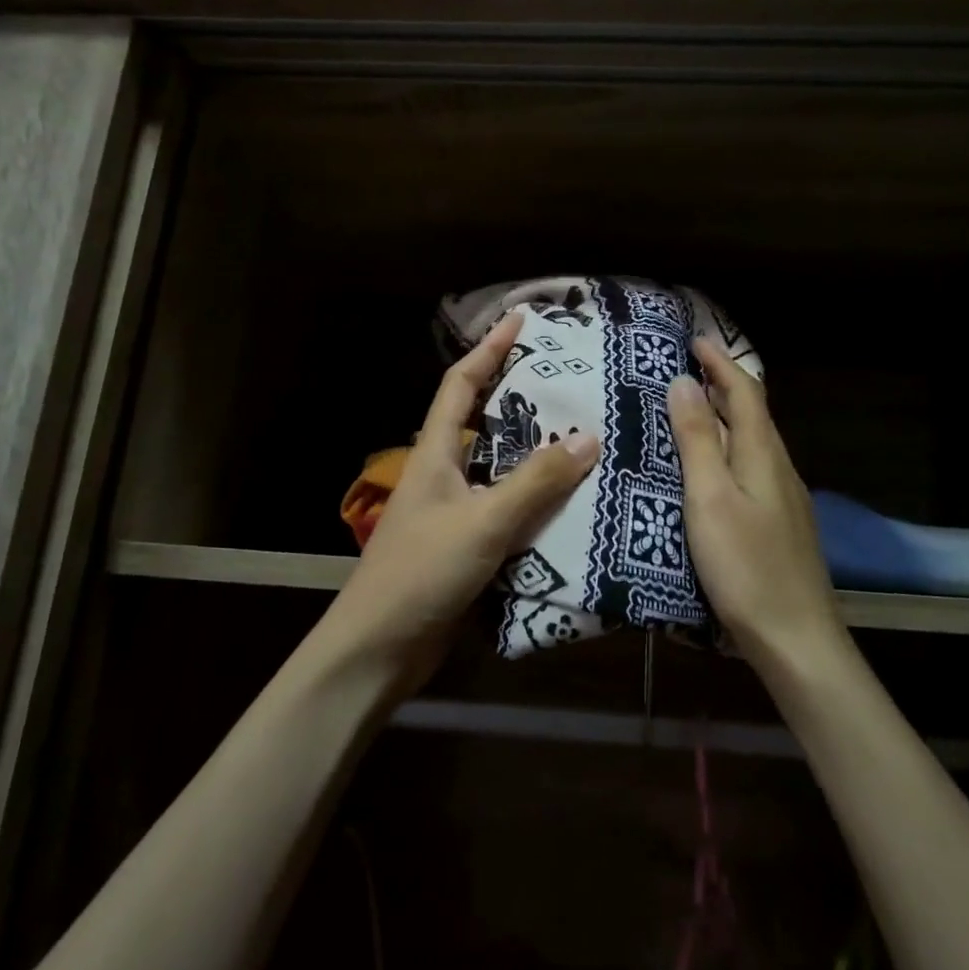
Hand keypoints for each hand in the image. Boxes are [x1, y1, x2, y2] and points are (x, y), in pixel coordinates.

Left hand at [330, 312, 600, 687]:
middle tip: (572, 383)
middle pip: (483, 422)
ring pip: (500, 469)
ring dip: (535, 453)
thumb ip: (536, 481)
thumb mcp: (484, 521)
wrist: (379, 649)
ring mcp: (453, 512)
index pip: (461, 384)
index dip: (489, 348)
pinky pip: (508, 511)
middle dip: (522, 397)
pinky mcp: (466, 547)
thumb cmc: (422, 573)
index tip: (523, 320)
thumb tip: (590, 437)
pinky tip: (572, 504)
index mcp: (435, 453)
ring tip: (585, 436)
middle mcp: (443, 474)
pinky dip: (537, 502)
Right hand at [669, 336, 840, 663]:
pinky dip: (727, 452)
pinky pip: (750, 469)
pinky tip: (708, 471)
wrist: (796, 639)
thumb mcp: (710, 498)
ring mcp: (783, 499)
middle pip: (752, 414)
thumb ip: (698, 440)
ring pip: (752, 443)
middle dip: (722, 385)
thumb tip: (684, 382)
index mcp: (763, 454)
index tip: (692, 340)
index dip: (719, 363)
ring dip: (724, 419)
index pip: (745, 392)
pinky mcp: (778, 525)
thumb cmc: (745, 566)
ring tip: (688, 413)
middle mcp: (779, 468)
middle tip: (683, 372)